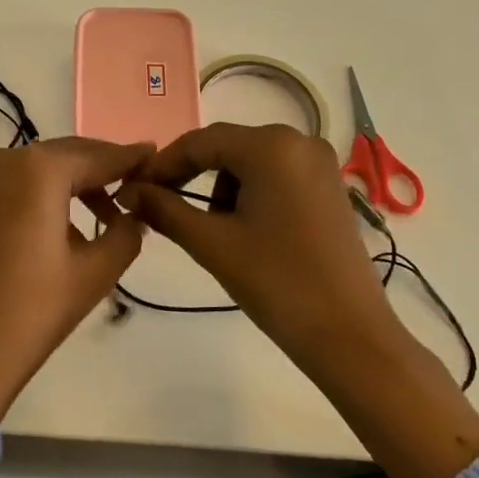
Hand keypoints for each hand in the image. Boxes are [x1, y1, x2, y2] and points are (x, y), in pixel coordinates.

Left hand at [0, 137, 152, 425]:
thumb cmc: (33, 310)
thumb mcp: (95, 272)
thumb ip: (126, 232)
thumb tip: (135, 213)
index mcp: (40, 169)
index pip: (98, 156)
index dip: (130, 157)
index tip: (156, 155)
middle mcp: (7, 158)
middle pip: (69, 154)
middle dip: (104, 168)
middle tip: (139, 184)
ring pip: (44, 167)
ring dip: (77, 182)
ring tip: (110, 214)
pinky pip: (21, 181)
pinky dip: (49, 191)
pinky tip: (71, 222)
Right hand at [114, 124, 404, 378]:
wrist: (351, 337)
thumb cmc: (278, 283)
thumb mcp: (212, 244)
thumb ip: (164, 209)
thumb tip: (128, 191)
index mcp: (270, 145)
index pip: (200, 142)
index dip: (162, 165)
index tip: (133, 190)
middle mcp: (298, 140)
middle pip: (226, 147)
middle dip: (190, 176)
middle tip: (159, 207)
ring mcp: (319, 163)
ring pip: (249, 161)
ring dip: (220, 187)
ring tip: (207, 229)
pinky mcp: (329, 187)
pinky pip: (275, 175)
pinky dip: (250, 193)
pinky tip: (242, 229)